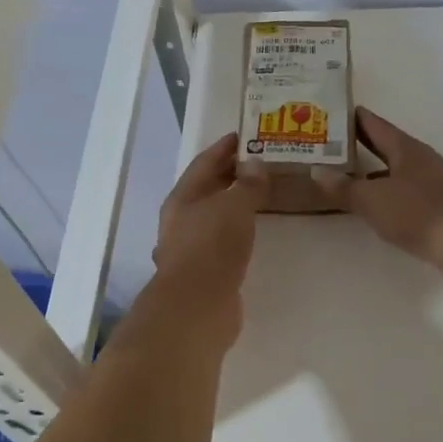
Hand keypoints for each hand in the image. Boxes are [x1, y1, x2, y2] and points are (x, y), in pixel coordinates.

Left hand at [149, 133, 269, 339]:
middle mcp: (181, 218)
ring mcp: (190, 246)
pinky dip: (236, 229)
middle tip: (261, 162)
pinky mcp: (203, 270)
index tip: (245, 135)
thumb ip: (248, 184)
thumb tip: (255, 165)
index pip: (205, 162)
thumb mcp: (235, 206)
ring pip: (214, 215)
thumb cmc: (212, 246)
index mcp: (183, 196)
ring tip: (261, 194)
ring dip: (234, 203)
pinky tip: (252, 232)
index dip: (224, 147)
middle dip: (231, 174)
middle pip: (207, 188)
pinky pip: (221, 239)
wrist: (197, 306)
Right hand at [315, 108, 442, 303]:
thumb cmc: (422, 213)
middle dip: (356, 146)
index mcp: (406, 149)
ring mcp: (433, 189)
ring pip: (393, 176)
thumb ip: (344, 187)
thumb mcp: (374, 199)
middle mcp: (420, 163)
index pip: (373, 124)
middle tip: (323, 146)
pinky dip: (384, 201)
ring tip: (339, 179)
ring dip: (370, 176)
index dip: (351, 116)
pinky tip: (370, 212)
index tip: (326, 111)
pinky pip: (403, 200)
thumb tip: (317, 171)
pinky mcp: (439, 216)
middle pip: (384, 148)